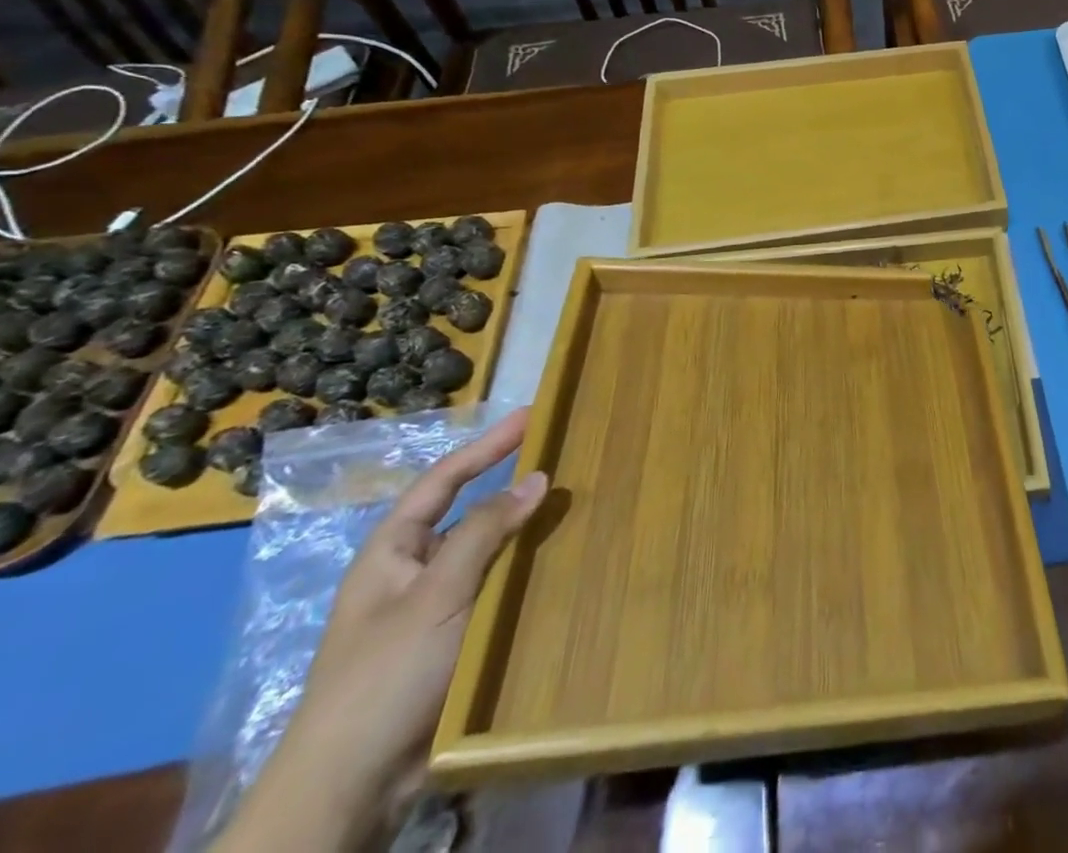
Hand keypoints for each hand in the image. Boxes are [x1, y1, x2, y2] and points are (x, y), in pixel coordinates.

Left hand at [214, 409, 547, 852]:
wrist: (350, 789)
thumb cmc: (384, 676)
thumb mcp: (435, 595)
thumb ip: (484, 531)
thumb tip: (537, 477)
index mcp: (392, 553)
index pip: (443, 481)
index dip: (486, 446)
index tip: (531, 416)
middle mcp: (413, 574)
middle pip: (470, 514)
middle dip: (514, 487)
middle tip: (564, 458)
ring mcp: (436, 611)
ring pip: (490, 555)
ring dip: (527, 533)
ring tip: (577, 508)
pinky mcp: (456, 644)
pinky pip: (500, 593)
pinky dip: (529, 574)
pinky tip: (564, 566)